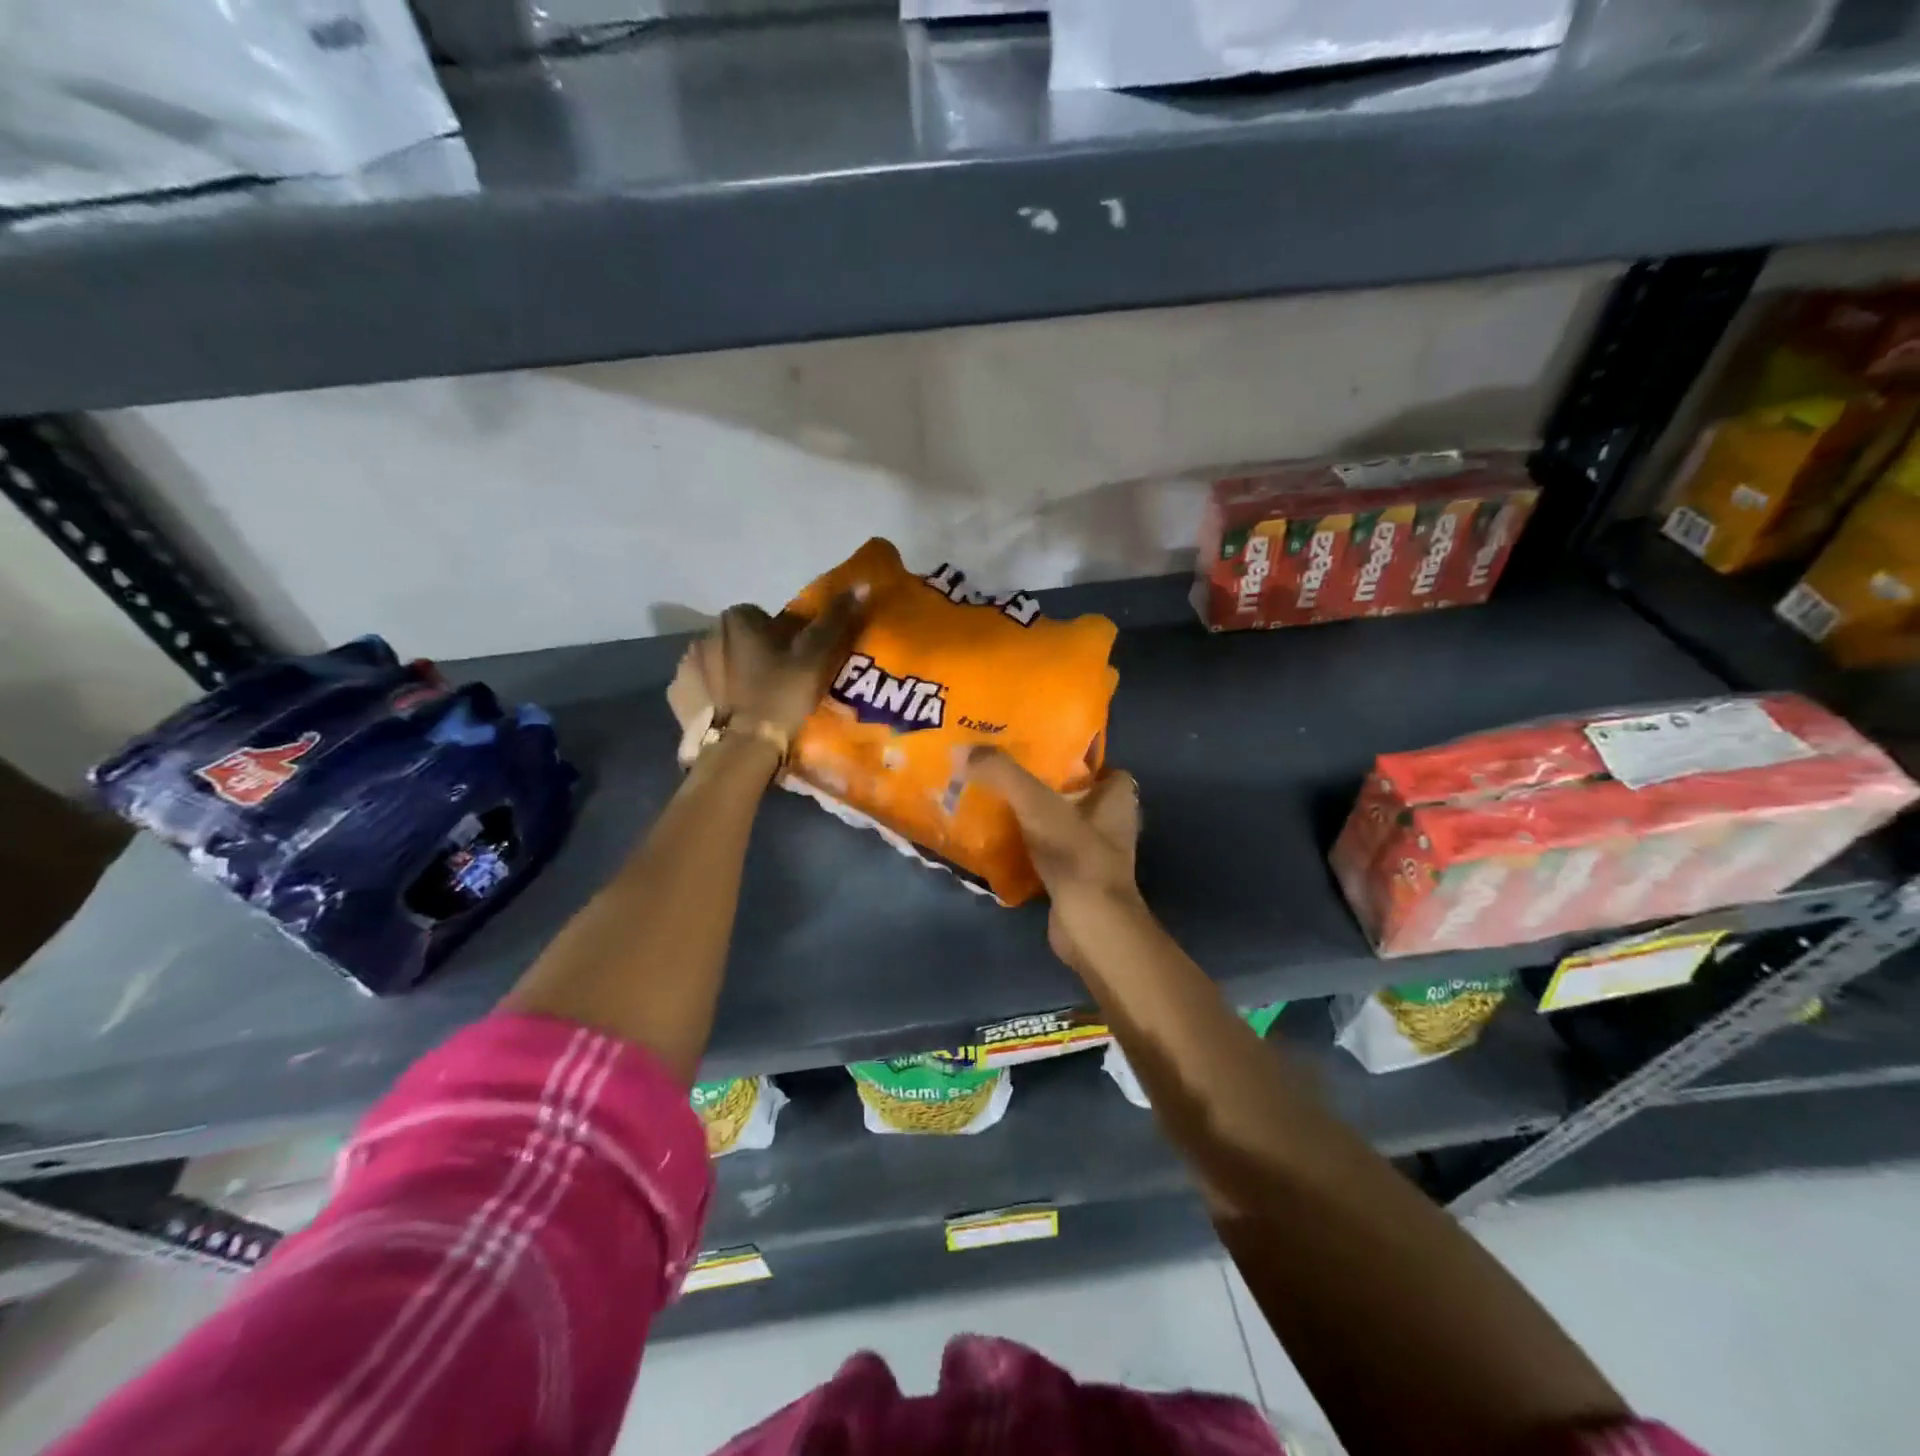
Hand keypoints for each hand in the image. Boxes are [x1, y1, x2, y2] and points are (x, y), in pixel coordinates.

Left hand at [671, 591, 866, 751]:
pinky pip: (701, 689)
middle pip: (740, 640)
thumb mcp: (815, 657)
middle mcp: (705, 633)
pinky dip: (715, 698)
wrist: (740, 749)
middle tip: (779, 686)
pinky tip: (733, 716)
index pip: (765, 619)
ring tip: (756, 705)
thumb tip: (861, 584)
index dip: (785, 640)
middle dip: (756, 656)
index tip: (797, 664)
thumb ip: (835, 620)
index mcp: (737, 619)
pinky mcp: (677, 695)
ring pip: (719, 664)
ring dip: (734, 676)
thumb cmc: (780, 696)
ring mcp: (686, 666)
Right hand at [964, 748, 1142, 970]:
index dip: (1081, 760)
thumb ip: (1003, 774)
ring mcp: (1095, 857)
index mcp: (1117, 800)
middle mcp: (1112, 826)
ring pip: (1064, 828)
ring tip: (999, 803)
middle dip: (1050, 788)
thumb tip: (963, 750)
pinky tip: (1001, 842)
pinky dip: (1031, 850)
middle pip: (1081, 797)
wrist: (1088, 925)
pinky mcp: (1076, 882)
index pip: (1106, 770)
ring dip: (1038, 820)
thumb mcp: (1036, 803)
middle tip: (1011, 775)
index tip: (1045, 752)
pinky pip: (1051, 856)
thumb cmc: (1075, 854)